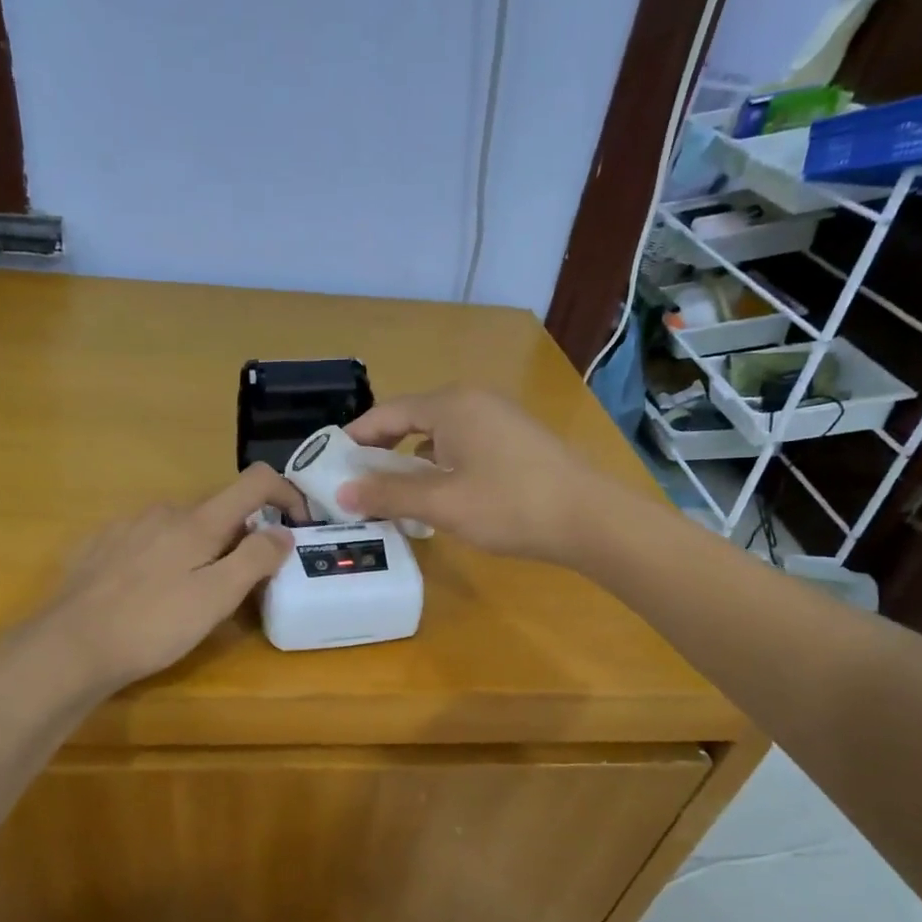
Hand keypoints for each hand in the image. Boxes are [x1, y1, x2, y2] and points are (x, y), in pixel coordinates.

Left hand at [30, 464, 306, 694]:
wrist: (69, 646)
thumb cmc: (152, 625)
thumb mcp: (216, 598)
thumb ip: (255, 560)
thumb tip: (283, 531)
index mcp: (198, 521)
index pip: (255, 481)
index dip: (287, 493)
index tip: (300, 525)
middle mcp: (164, 511)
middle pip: (219, 511)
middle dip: (241, 538)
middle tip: (244, 585)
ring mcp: (128, 526)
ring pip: (182, 527)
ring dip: (202, 550)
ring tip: (194, 596)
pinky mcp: (101, 546)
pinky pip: (149, 541)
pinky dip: (167, 557)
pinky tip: (152, 594)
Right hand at [340, 388, 606, 563]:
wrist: (591, 519)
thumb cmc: (510, 505)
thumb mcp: (442, 503)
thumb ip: (389, 495)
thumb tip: (342, 494)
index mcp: (451, 405)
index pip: (387, 413)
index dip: (355, 438)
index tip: (330, 463)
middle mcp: (473, 402)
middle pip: (412, 420)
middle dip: (381, 451)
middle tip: (356, 482)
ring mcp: (499, 419)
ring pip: (439, 435)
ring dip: (411, 461)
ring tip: (390, 494)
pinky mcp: (516, 440)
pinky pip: (463, 445)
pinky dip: (440, 465)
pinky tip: (437, 494)